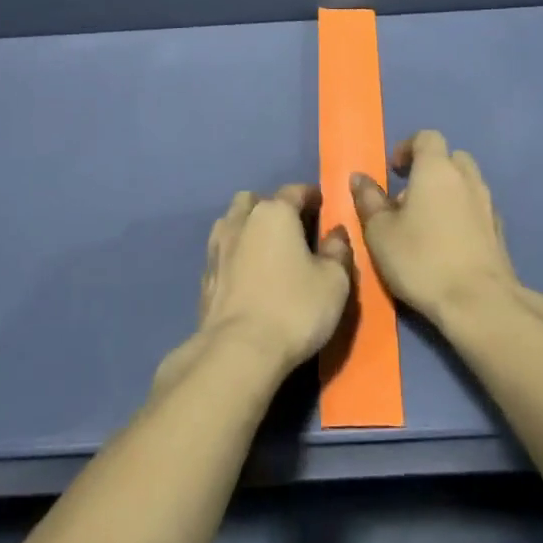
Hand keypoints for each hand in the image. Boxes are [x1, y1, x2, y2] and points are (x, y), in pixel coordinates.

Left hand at [191, 184, 352, 380]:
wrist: (238, 351)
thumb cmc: (294, 308)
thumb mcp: (334, 282)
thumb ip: (338, 251)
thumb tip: (335, 234)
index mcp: (274, 213)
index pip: (295, 191)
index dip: (311, 196)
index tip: (322, 205)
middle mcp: (241, 221)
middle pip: (254, 201)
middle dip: (271, 207)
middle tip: (291, 228)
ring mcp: (217, 248)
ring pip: (232, 222)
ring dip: (248, 228)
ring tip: (266, 249)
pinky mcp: (205, 276)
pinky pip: (222, 252)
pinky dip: (235, 255)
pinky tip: (247, 275)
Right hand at [350, 131, 521, 328]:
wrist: (479, 302)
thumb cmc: (422, 259)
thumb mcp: (380, 232)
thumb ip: (368, 200)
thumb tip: (359, 178)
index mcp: (436, 169)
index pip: (427, 137)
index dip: (408, 148)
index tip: (394, 170)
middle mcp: (467, 178)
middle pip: (451, 157)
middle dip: (430, 169)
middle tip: (409, 196)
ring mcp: (488, 204)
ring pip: (466, 183)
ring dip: (447, 192)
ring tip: (426, 222)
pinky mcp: (499, 231)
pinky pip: (477, 208)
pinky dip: (462, 214)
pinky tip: (448, 242)